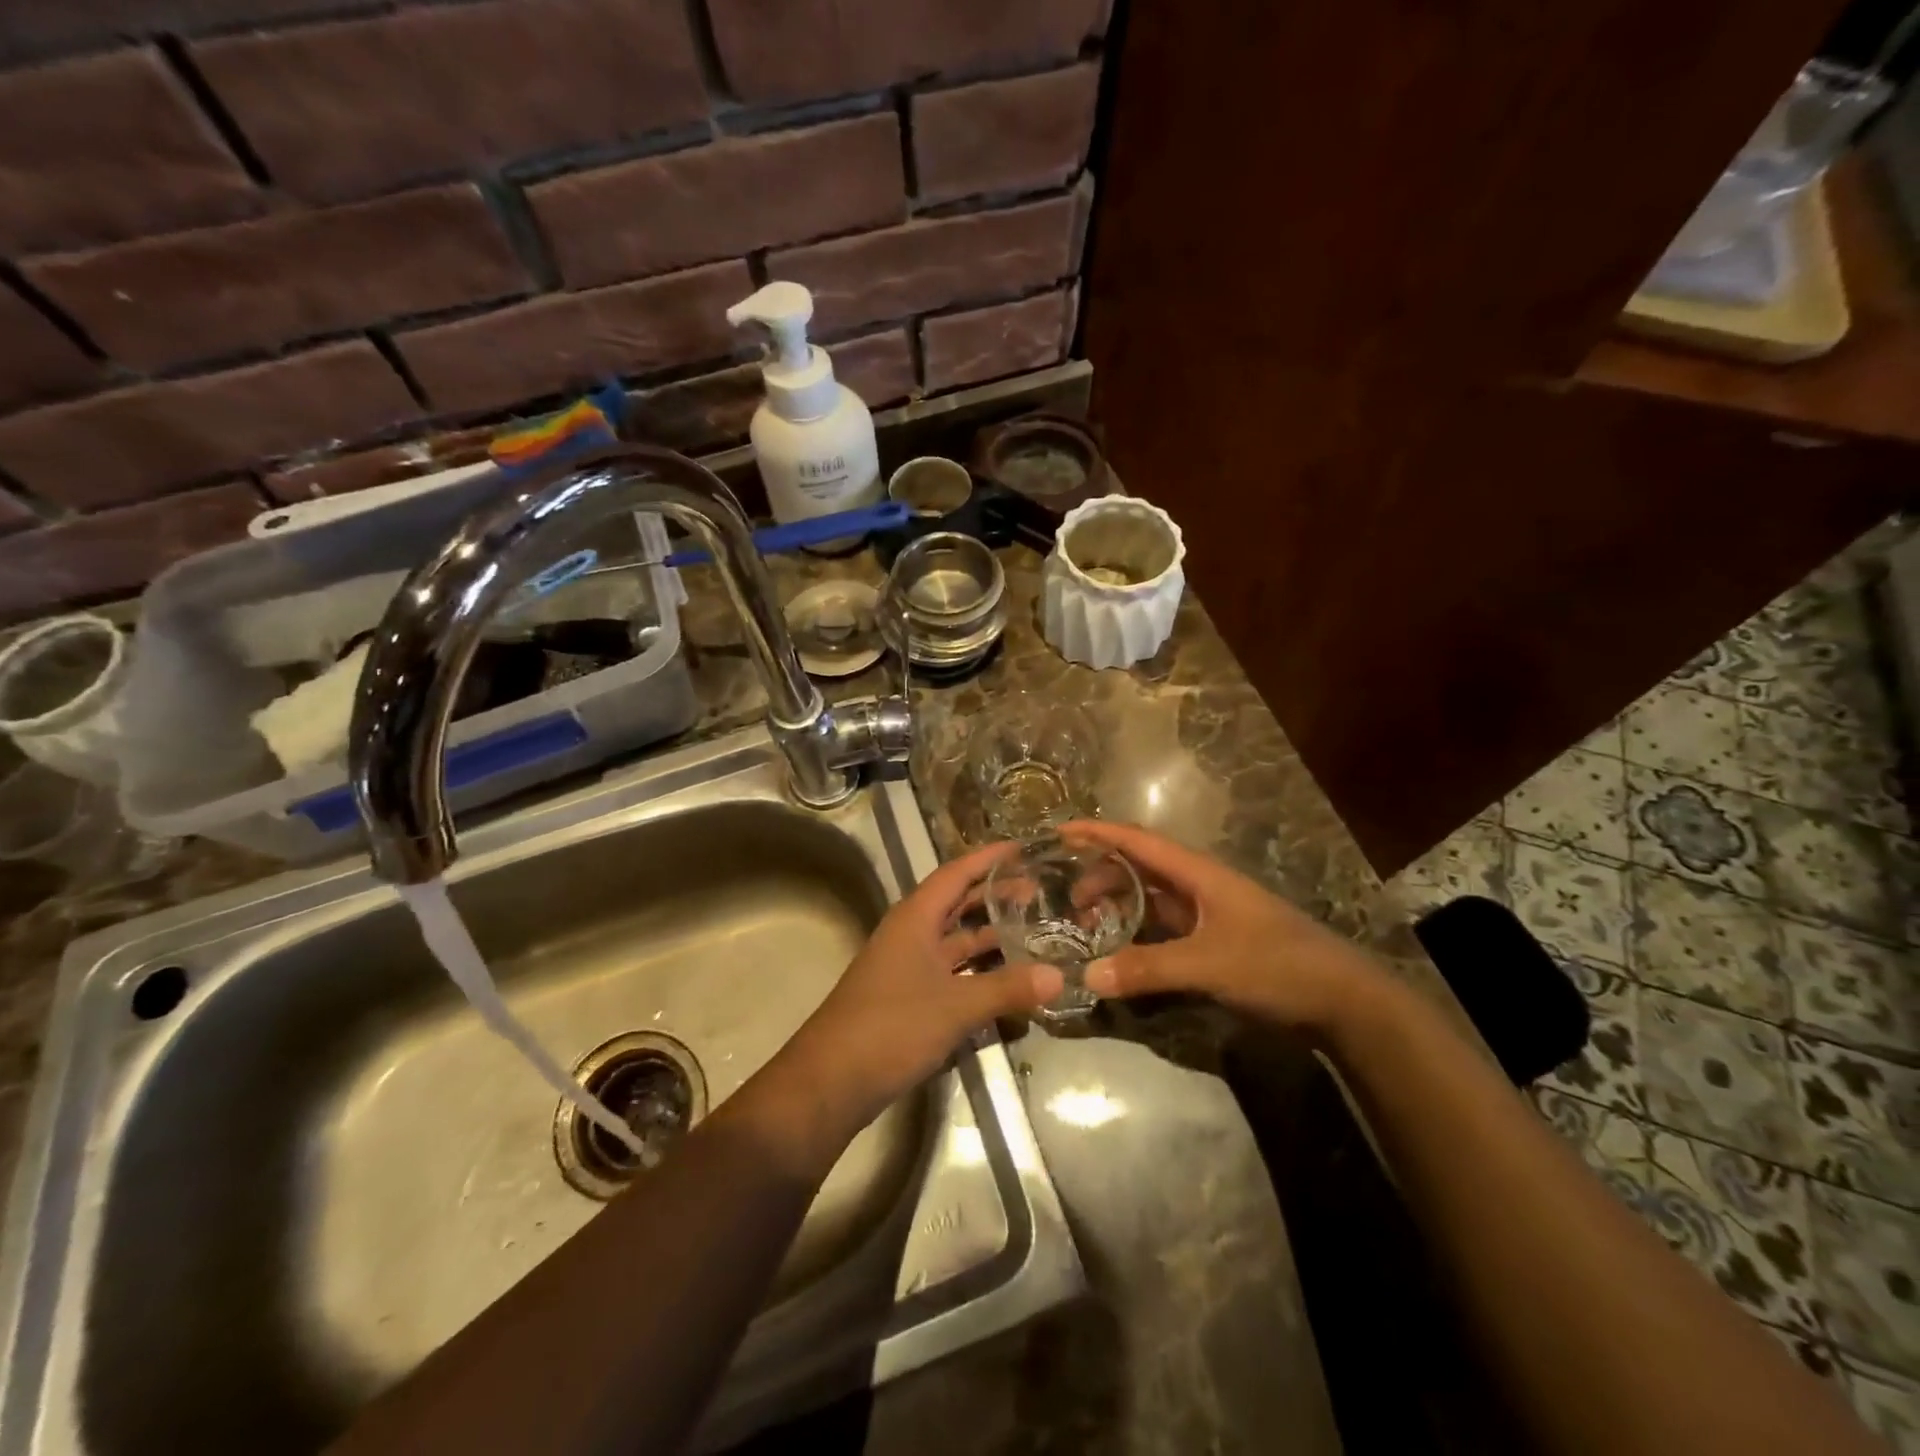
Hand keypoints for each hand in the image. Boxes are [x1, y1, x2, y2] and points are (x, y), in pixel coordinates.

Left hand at [780, 841, 1062, 1136]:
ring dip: (988, 934)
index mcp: (915, 918)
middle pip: (956, 904)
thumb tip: (1059, 976)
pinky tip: (1007, 980)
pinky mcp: (908, 998)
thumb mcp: (955, 1006)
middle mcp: (910, 935)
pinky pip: (951, 972)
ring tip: (1032, 930)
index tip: (1022, 847)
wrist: (831, 1081)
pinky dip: (977, 970)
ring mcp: (907, 967)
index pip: (955, 873)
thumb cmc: (891, 1026)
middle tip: (1038, 890)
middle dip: (994, 895)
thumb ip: (1007, 988)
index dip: (988, 858)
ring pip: (954, 940)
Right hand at [1062, 820, 1386, 1032]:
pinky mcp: (1214, 942)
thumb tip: (1088, 974)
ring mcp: (1208, 914)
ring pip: (1150, 899)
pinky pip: (1163, 928)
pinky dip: (1137, 933)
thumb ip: (1148, 968)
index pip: (1138, 841)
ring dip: (1117, 905)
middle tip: (1066, 900)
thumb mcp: (1209, 964)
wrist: (1343, 1001)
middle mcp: (1199, 886)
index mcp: (1198, 874)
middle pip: (1139, 868)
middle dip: (1100, 876)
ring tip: (1085, 925)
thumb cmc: (1277, 965)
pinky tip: (1120, 950)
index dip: (1098, 833)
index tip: (1059, 832)